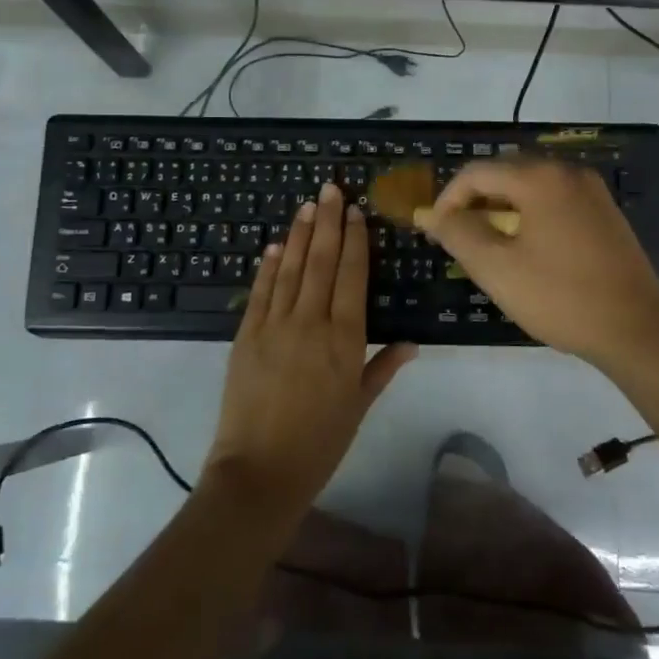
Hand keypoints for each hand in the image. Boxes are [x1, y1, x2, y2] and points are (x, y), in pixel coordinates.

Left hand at [203, 181, 416, 521]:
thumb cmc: (320, 443)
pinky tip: (274, 245)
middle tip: (331, 187)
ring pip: (290, 269)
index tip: (356, 212)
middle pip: (321, 261)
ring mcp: (274, 326)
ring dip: (299, 233)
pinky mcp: (246, 335)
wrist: (260, 471)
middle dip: (328, 222)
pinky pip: (260, 292)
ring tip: (307, 205)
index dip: (355, 241)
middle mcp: (311, 322)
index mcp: (345, 339)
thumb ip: (383, 368)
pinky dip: (267, 266)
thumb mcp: (359, 406)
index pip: (352, 276)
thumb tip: (412, 342)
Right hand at [423, 158, 658, 369]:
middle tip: (460, 240)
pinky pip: (555, 201)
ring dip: (503, 210)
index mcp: (541, 178)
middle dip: (476, 202)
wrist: (637, 330)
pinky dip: (531, 216)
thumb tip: (429, 214)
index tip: (435, 232)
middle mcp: (568, 172)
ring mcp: (593, 192)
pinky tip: (528, 251)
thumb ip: (457, 234)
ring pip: (531, 188)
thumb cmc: (560, 297)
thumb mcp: (497, 268)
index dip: (448, 199)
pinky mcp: (606, 213)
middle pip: (506, 173)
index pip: (477, 172)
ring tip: (490, 248)